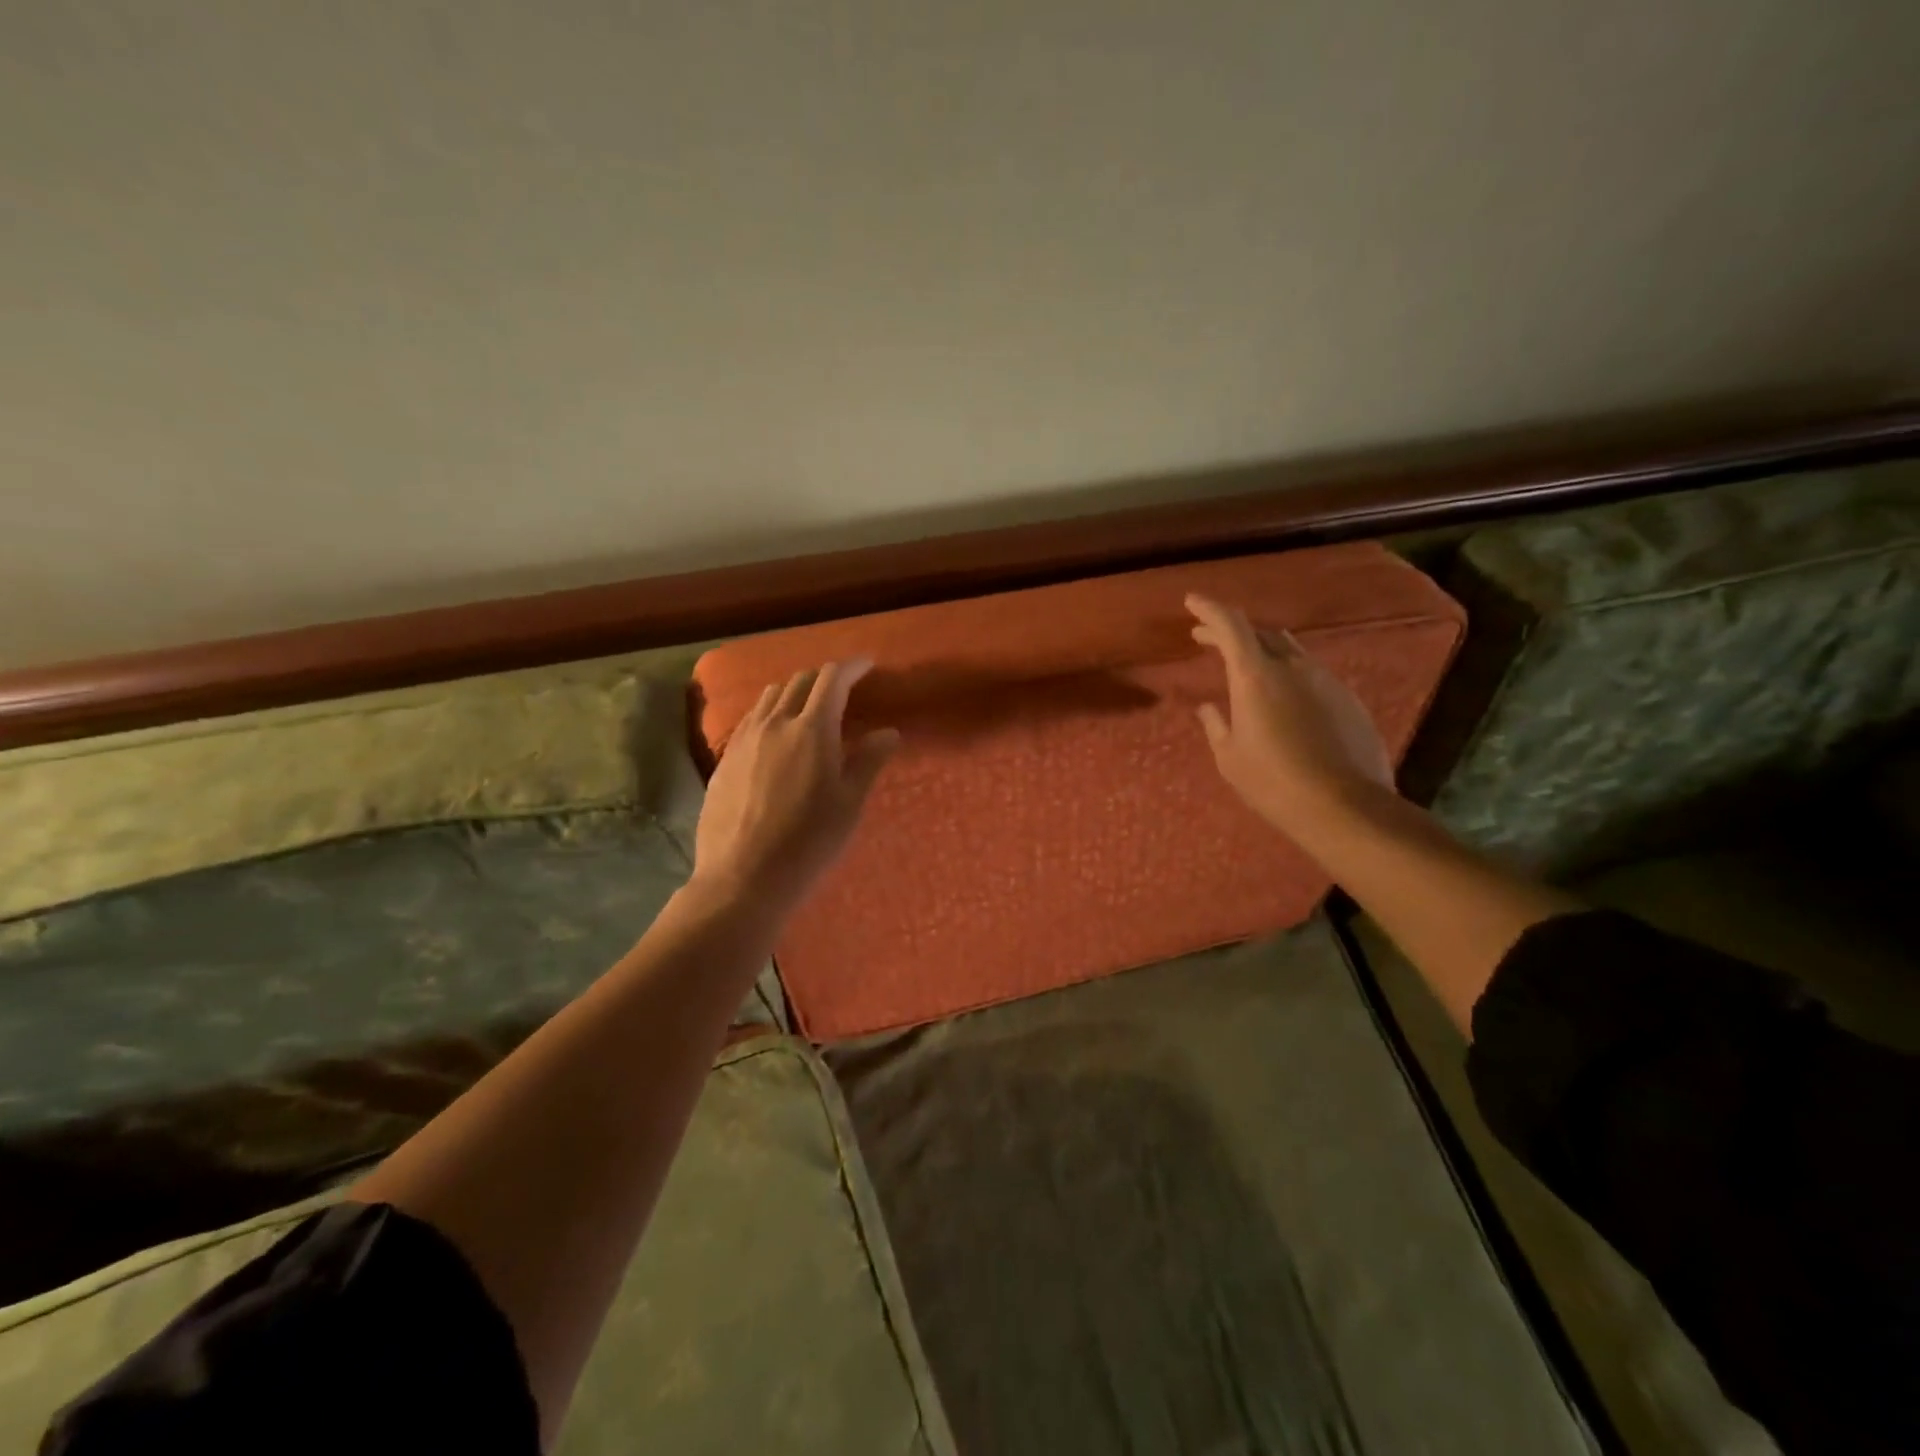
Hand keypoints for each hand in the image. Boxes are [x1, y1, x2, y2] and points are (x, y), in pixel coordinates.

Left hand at [691, 660, 899, 917]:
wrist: (743, 877)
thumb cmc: (808, 842)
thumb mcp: (849, 803)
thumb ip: (868, 761)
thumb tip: (889, 732)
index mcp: (812, 730)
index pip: (832, 680)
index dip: (851, 667)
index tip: (866, 665)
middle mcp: (774, 723)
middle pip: (799, 682)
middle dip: (824, 677)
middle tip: (842, 688)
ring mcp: (744, 739)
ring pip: (769, 697)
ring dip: (793, 691)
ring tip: (807, 706)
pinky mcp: (724, 759)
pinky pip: (750, 719)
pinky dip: (769, 712)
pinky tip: (774, 734)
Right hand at [1187, 593, 1393, 828]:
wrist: (1345, 806)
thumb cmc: (1273, 782)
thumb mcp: (1230, 757)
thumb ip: (1216, 725)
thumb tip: (1208, 709)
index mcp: (1255, 675)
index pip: (1230, 625)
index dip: (1208, 609)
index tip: (1192, 601)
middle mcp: (1292, 666)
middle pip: (1259, 632)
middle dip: (1229, 631)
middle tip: (1205, 638)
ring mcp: (1325, 679)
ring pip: (1288, 650)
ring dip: (1262, 650)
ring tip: (1244, 666)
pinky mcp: (1347, 698)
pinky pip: (1310, 673)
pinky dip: (1288, 674)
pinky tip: (1282, 699)